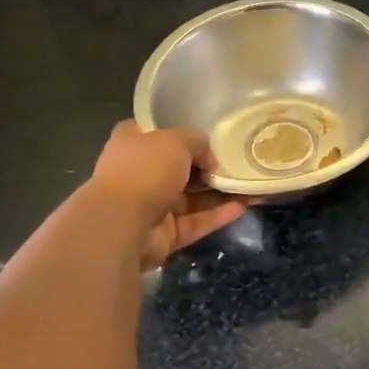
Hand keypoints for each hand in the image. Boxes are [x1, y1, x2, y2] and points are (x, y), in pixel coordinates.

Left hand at [87, 121, 246, 269]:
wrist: (121, 224)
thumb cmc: (145, 169)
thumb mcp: (176, 140)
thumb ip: (197, 142)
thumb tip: (209, 160)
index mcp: (132, 145)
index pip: (155, 134)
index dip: (179, 134)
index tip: (206, 136)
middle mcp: (139, 174)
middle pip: (177, 168)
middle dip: (206, 167)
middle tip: (236, 163)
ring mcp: (150, 206)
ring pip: (190, 198)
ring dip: (217, 193)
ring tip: (247, 186)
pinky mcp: (163, 235)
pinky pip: (195, 222)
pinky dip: (217, 215)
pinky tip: (242, 207)